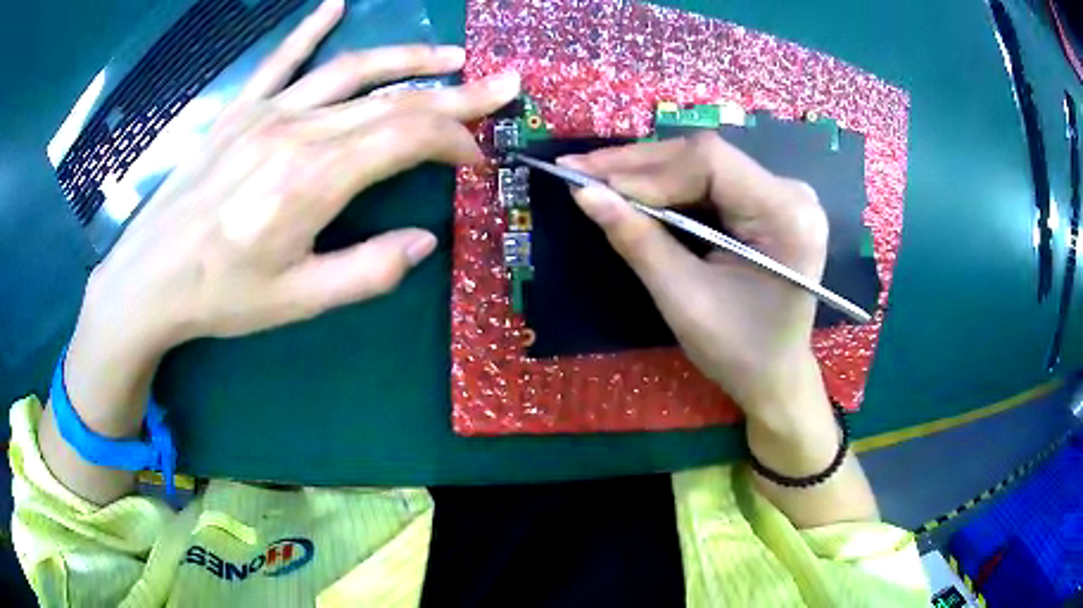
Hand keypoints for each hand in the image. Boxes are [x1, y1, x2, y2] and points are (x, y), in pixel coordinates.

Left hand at [42, 0, 519, 503]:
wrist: (149, 279)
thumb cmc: (221, 296)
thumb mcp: (298, 300)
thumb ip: (368, 270)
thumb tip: (424, 241)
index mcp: (314, 180)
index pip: (407, 137)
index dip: (453, 140)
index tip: (477, 157)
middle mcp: (297, 132)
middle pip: (391, 99)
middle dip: (456, 93)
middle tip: (502, 84)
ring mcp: (266, 114)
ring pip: (350, 70)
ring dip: (406, 58)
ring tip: (448, 55)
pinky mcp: (239, 112)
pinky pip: (282, 60)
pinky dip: (310, 29)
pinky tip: (335, 4)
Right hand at [565, 133, 878, 525]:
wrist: (774, 375)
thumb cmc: (738, 351)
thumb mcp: (684, 299)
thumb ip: (637, 240)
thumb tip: (583, 192)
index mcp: (787, 217)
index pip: (711, 163)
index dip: (647, 170)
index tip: (591, 183)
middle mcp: (791, 193)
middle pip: (705, 157)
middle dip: (638, 166)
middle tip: (577, 168)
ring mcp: (781, 194)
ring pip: (702, 164)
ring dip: (646, 171)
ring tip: (593, 175)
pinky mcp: (765, 201)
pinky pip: (709, 181)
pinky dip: (666, 185)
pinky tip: (630, 188)